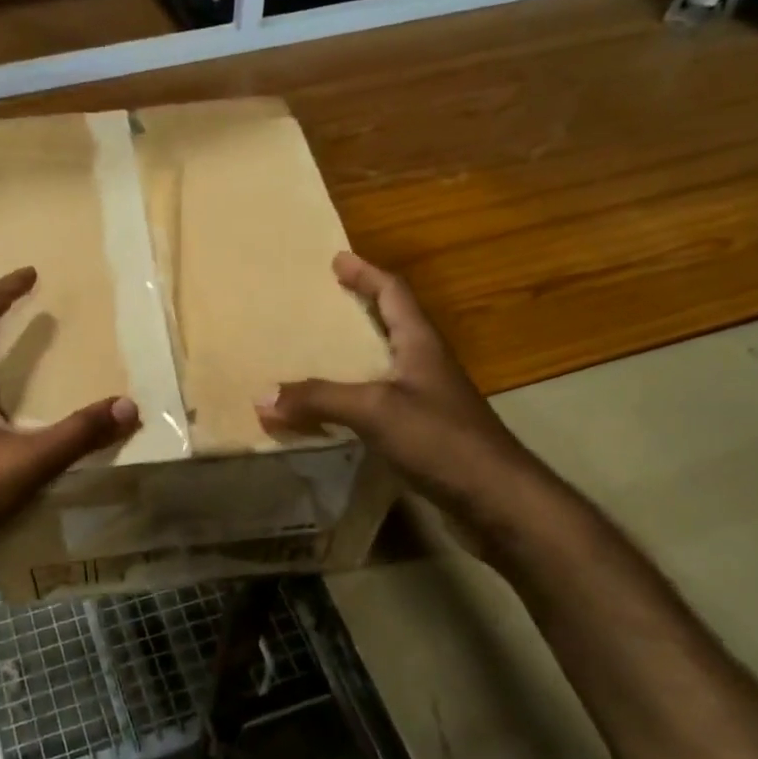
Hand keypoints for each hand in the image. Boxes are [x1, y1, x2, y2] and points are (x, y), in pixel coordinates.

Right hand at [257, 252, 537, 518]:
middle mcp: (425, 366)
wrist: (496, 499)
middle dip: (357, 310)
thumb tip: (260, 396)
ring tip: (315, 355)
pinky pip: (378, 405)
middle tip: (320, 304)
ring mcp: (428, 401)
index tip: (337, 259)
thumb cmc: (442, 440)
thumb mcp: (375, 410)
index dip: (366, 273)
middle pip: (391, 325)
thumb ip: (319, 400)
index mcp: (420, 344)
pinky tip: (331, 413)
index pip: (394, 293)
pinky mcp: (424, 434)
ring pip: (383, 367)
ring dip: (352, 358)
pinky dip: (352, 400)